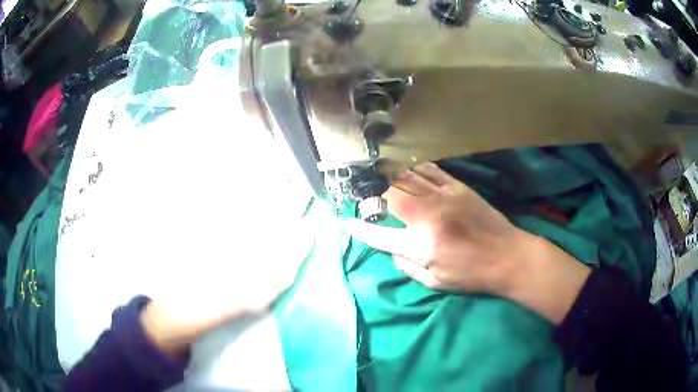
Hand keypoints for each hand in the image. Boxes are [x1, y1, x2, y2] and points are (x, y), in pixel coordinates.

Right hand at [346, 162, 590, 323]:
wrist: (508, 256)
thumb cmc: (471, 275)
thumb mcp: (435, 282)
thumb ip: (407, 267)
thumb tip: (391, 250)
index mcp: (421, 244)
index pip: (380, 234)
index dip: (361, 228)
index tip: (348, 223)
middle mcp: (428, 216)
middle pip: (390, 195)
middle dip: (372, 194)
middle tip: (366, 196)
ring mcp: (443, 197)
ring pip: (407, 178)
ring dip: (389, 178)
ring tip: (380, 179)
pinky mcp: (457, 187)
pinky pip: (429, 170)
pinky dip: (414, 169)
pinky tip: (407, 171)